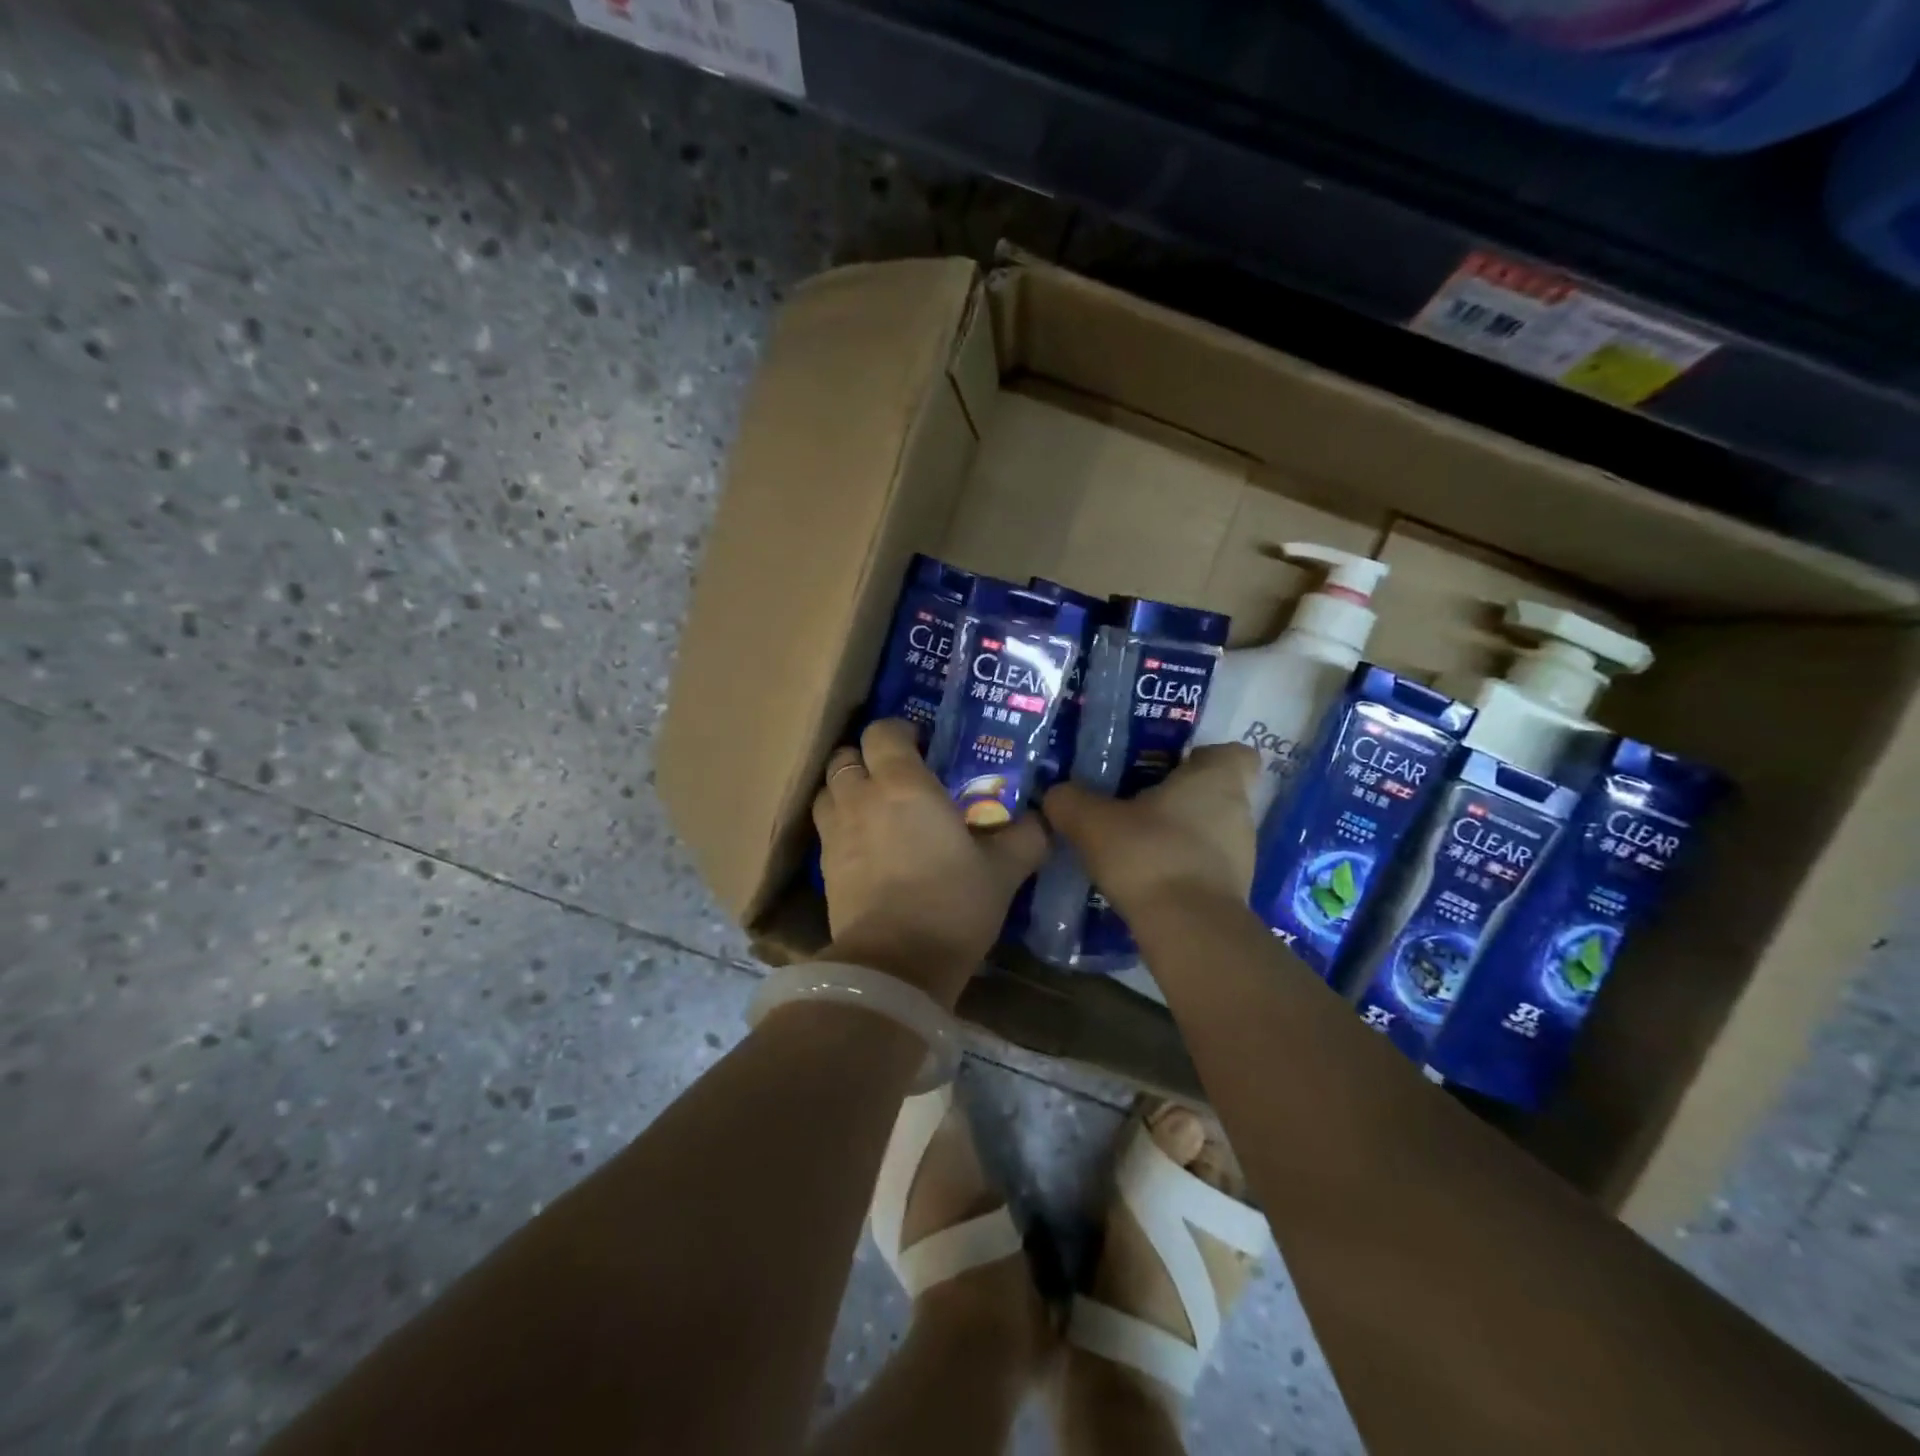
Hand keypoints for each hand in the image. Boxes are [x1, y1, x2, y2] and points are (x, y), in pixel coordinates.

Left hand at [812, 719, 1048, 1005]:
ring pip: (826, 791)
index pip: (882, 732)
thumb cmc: (952, 904)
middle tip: (894, 775)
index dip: (898, 731)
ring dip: (845, 789)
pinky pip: (825, 830)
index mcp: (904, 785)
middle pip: (845, 758)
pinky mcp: (824, 869)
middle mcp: (861, 799)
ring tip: (871, 805)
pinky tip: (863, 846)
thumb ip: (1025, 838)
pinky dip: (839, 825)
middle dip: (865, 758)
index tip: (920, 744)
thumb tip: (1042, 820)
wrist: (895, 965)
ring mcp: (836, 834)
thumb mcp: (1003, 871)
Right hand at [1042, 744, 1259, 919]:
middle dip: (1179, 798)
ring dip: (1179, 836)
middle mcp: (1239, 812)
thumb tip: (1057, 794)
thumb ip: (1070, 800)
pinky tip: (1145, 880)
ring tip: (1135, 847)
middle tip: (1135, 805)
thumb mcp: (1091, 821)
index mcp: (1217, 779)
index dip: (1202, 756)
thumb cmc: (1149, 855)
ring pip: (1210, 832)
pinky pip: (1205, 868)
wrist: (1187, 930)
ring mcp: (1242, 856)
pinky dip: (1180, 869)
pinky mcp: (1233, 893)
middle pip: (1215, 793)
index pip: (1233, 753)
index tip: (1168, 766)